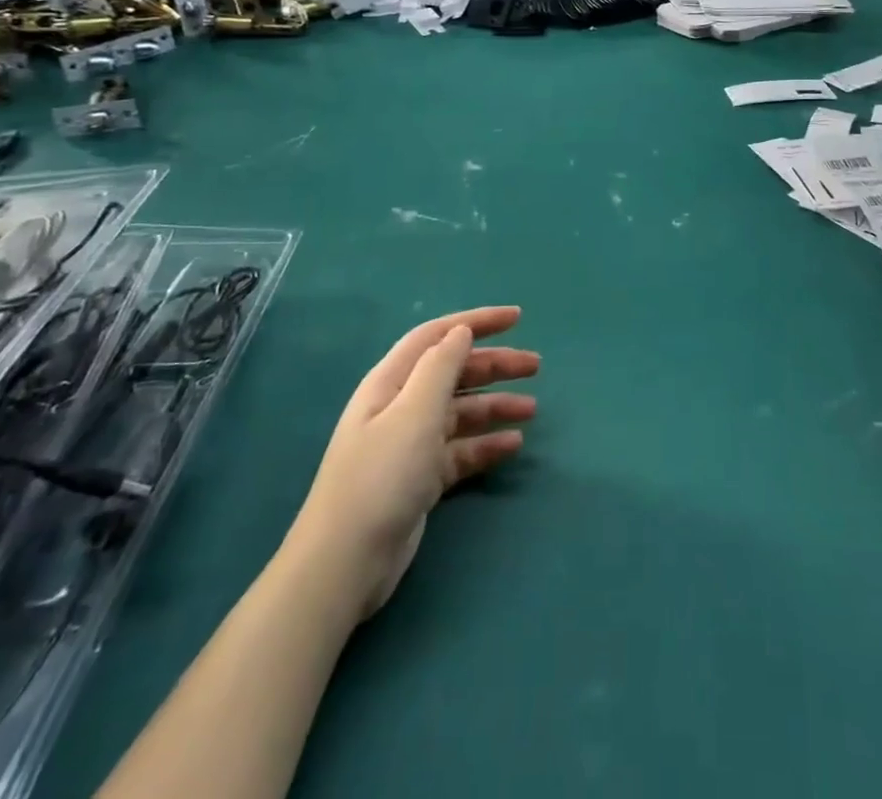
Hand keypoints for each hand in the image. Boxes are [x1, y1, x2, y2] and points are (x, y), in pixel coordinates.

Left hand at [298, 307, 538, 620]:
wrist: (345, 563)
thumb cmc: (381, 476)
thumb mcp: (414, 413)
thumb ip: (441, 367)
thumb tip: (461, 332)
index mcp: (392, 382)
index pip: (437, 337)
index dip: (476, 322)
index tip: (517, 317)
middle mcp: (401, 406)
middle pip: (454, 372)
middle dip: (494, 364)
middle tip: (536, 365)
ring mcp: (410, 444)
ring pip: (461, 411)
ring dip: (496, 405)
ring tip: (532, 410)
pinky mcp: (420, 478)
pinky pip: (461, 449)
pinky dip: (486, 444)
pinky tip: (513, 445)